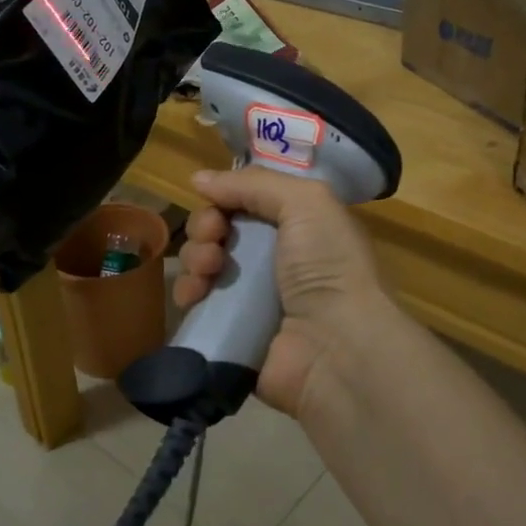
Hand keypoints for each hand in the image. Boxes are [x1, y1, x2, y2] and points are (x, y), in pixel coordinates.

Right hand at [175, 166, 391, 420]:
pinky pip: (197, 305)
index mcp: (298, 227)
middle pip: (220, 231)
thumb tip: (200, 179)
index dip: (225, 198)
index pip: (246, 203)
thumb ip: (254, 183)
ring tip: (207, 270)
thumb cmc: (327, 265)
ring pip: (203, 265)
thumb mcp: (306, 203)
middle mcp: (274, 260)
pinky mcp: (231, 331)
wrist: (336, 346)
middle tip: (213, 239)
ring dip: (195, 258)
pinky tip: (193, 295)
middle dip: (206, 227)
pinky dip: (188, 294)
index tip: (217, 205)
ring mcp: (251, 298)